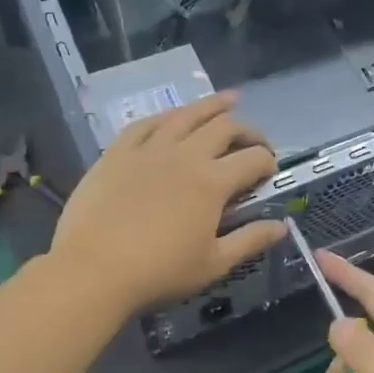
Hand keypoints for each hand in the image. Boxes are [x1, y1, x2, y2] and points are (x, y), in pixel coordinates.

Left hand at [49, 92, 285, 313]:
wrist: (92, 271)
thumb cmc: (159, 272)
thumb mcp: (214, 264)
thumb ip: (250, 240)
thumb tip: (281, 226)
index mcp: (212, 182)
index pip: (253, 159)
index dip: (268, 161)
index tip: (270, 171)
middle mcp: (185, 155)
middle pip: (225, 127)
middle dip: (248, 130)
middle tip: (255, 141)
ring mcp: (149, 149)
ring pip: (186, 115)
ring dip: (212, 105)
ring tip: (228, 100)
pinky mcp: (118, 153)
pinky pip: (146, 123)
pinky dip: (166, 116)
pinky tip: (173, 116)